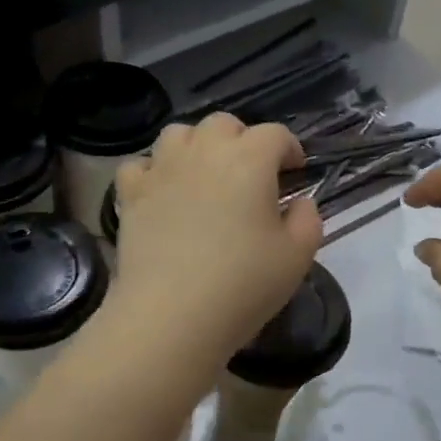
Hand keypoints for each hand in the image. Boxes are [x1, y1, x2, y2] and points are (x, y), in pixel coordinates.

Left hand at [106, 114, 323, 368]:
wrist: (171, 316)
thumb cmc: (243, 285)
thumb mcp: (297, 257)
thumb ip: (308, 220)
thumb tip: (300, 202)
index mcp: (250, 160)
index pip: (275, 134)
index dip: (289, 148)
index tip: (295, 172)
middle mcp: (204, 152)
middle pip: (224, 124)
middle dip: (242, 140)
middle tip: (251, 174)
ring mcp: (162, 169)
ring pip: (179, 133)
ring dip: (197, 146)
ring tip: (205, 176)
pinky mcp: (132, 194)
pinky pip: (141, 165)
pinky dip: (155, 171)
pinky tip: (164, 193)